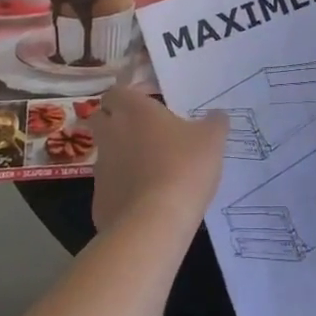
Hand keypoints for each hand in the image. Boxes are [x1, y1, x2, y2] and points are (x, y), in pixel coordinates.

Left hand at [90, 85, 227, 234]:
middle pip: (101, 118)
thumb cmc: (184, 167)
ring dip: (121, 155)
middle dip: (115, 121)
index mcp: (134, 110)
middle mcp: (111, 134)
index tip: (150, 103)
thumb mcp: (212, 139)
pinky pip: (109, 187)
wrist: (154, 223)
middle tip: (144, 131)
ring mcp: (101, 168)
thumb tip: (216, 115)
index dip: (129, 96)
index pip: (116, 92)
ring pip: (105, 153)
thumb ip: (214, 122)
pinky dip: (123, 188)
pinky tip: (146, 199)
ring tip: (150, 167)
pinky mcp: (99, 200)